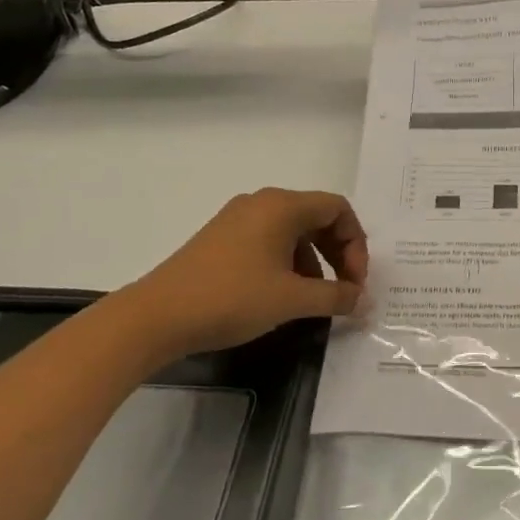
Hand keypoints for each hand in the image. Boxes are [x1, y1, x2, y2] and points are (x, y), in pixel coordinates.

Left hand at [122, 188, 368, 356]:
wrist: (156, 316)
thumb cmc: (231, 298)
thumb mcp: (292, 300)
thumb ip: (336, 296)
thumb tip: (362, 299)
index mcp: (282, 206)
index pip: (338, 208)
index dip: (356, 244)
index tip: (355, 282)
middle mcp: (262, 203)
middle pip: (317, 217)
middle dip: (338, 253)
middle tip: (344, 290)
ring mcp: (238, 219)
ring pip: (293, 231)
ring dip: (314, 262)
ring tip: (313, 299)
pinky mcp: (222, 239)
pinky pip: (269, 241)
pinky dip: (288, 263)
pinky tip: (283, 296)